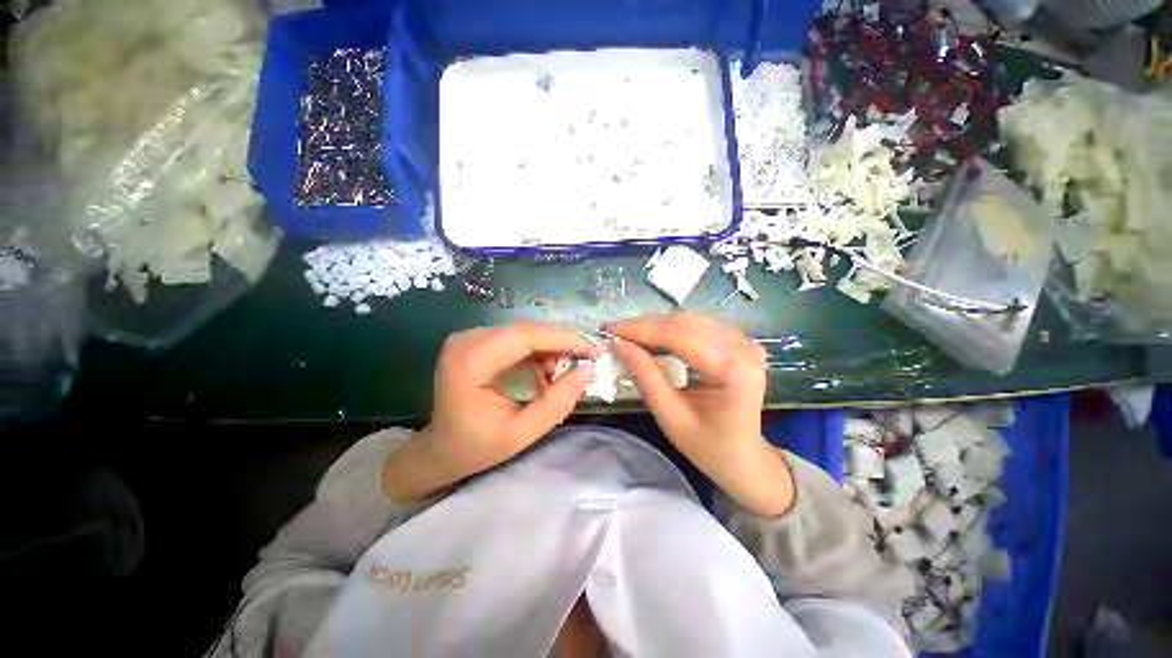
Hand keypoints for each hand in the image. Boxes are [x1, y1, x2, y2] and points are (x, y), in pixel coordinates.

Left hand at [382, 322, 597, 501]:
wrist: (441, 448)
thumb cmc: (477, 446)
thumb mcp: (522, 433)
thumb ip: (557, 402)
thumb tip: (586, 370)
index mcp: (471, 362)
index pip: (526, 336)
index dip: (564, 339)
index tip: (592, 351)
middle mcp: (467, 340)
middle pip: (526, 329)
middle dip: (559, 343)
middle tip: (582, 363)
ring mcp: (469, 337)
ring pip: (524, 331)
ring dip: (549, 348)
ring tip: (558, 375)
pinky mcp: (475, 340)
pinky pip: (515, 337)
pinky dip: (536, 351)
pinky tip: (542, 371)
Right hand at [607, 313, 793, 516]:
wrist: (744, 458)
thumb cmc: (708, 447)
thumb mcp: (670, 417)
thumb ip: (645, 377)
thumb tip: (618, 345)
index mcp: (733, 369)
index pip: (679, 336)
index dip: (640, 330)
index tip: (609, 330)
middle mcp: (743, 347)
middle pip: (684, 323)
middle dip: (645, 326)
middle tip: (615, 332)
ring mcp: (745, 341)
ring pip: (689, 320)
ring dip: (656, 325)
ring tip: (629, 335)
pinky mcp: (740, 342)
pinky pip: (698, 326)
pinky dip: (671, 329)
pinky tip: (653, 338)